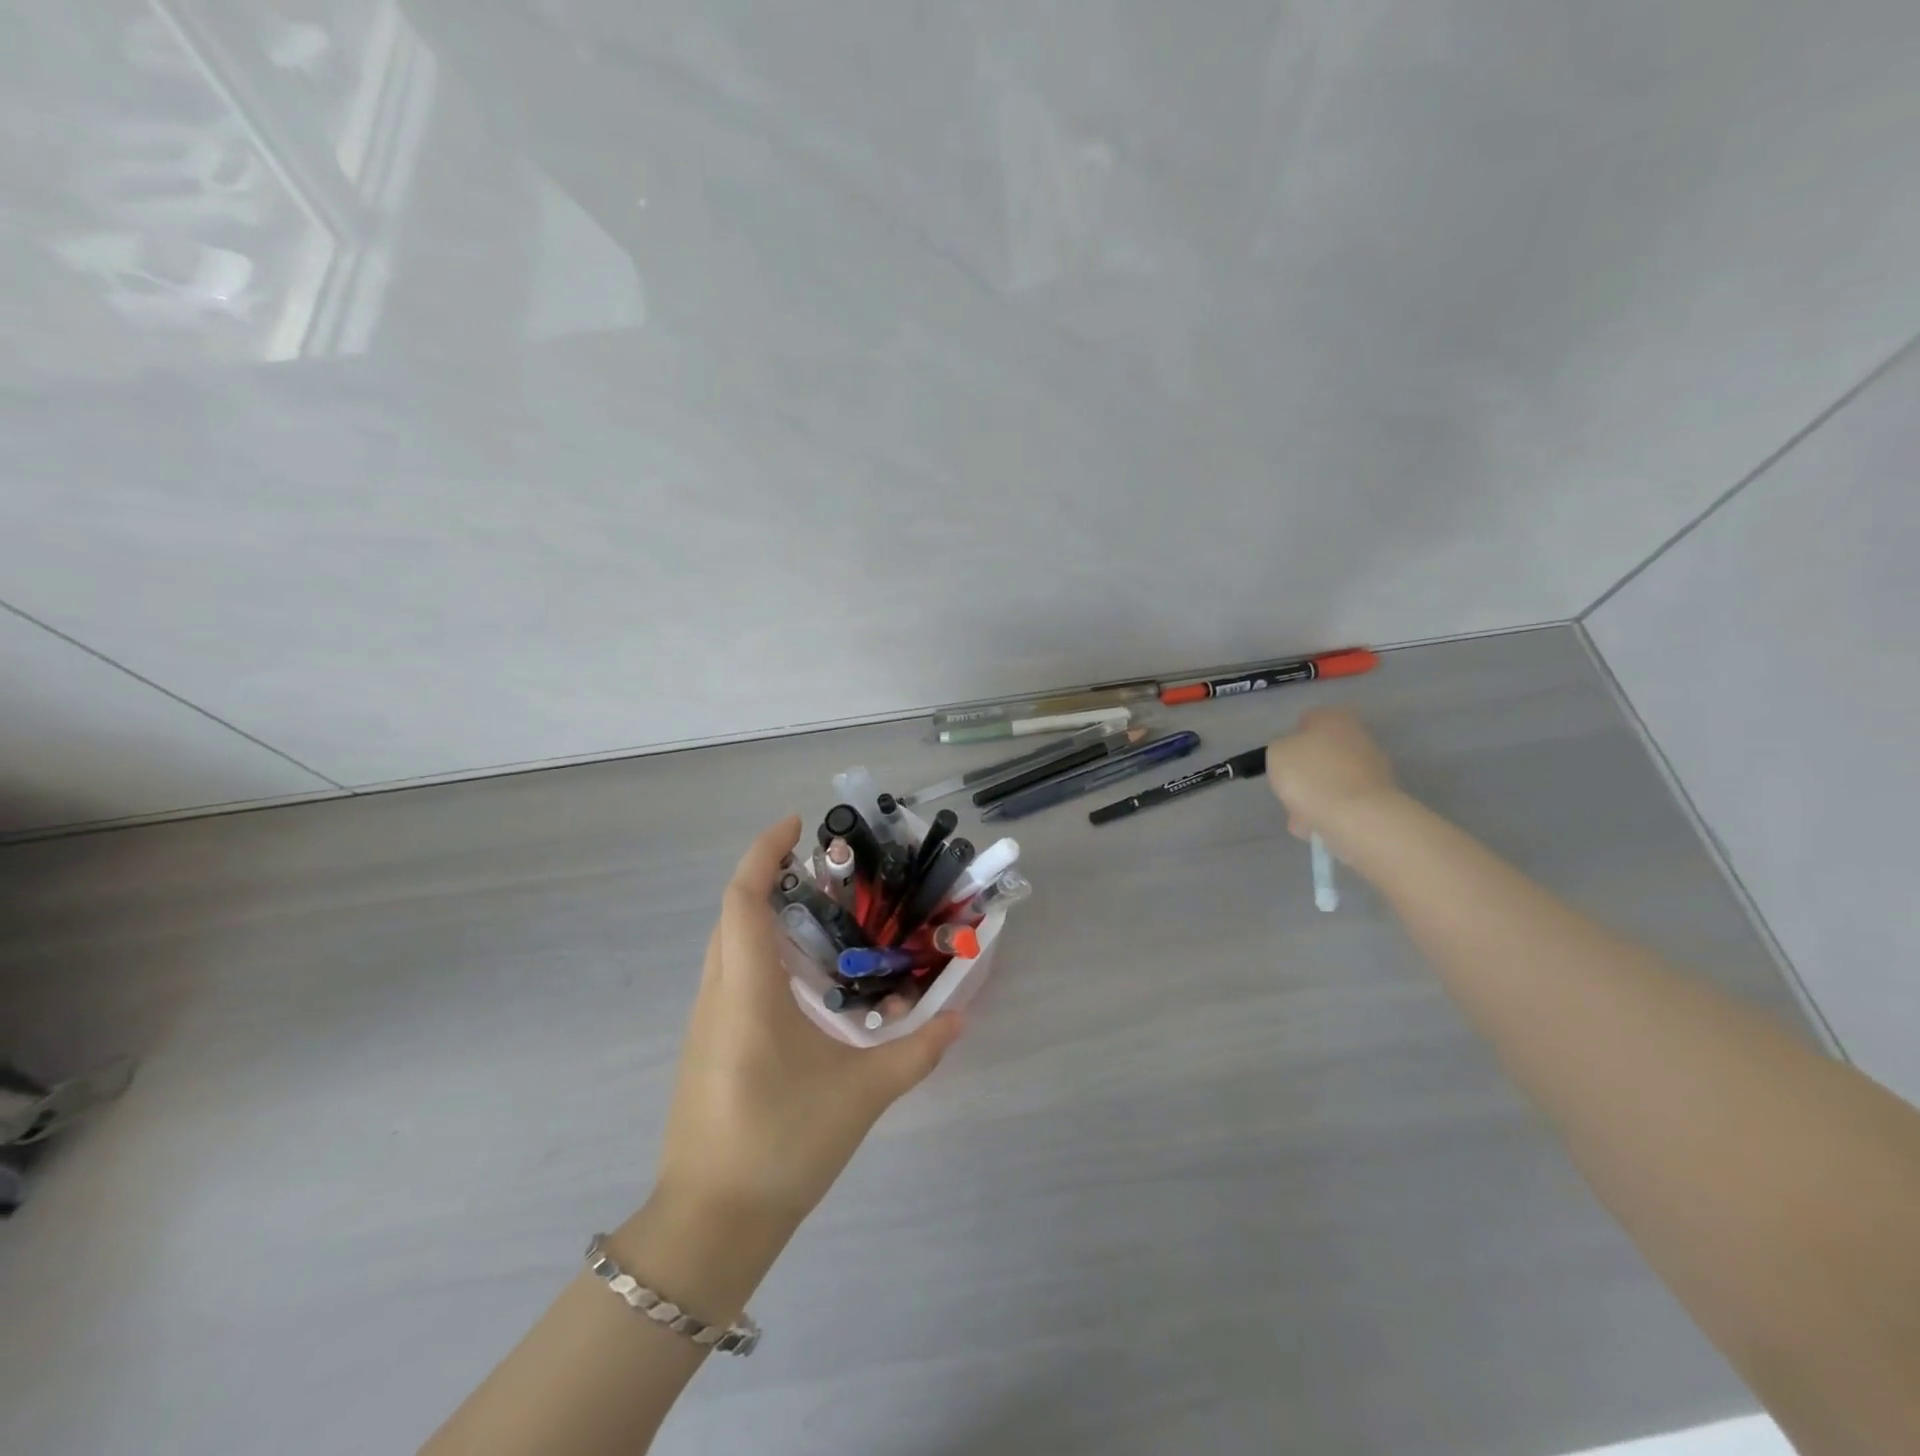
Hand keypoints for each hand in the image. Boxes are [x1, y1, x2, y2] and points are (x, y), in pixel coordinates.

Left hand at [654, 817, 964, 1232]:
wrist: (710, 1226)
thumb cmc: (782, 1147)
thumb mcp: (862, 1095)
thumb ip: (917, 1052)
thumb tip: (962, 1016)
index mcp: (747, 993)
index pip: (742, 900)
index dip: (763, 852)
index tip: (796, 824)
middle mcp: (717, 996)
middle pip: (731, 914)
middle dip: (766, 875)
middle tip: (820, 866)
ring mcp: (704, 1022)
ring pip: (726, 945)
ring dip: (760, 913)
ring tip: (816, 911)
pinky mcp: (705, 1046)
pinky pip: (727, 975)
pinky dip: (757, 950)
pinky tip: (798, 976)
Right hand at [1265, 708, 1399, 846]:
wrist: (1357, 818)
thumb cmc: (1312, 776)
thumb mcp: (1276, 754)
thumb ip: (1281, 750)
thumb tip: (1294, 759)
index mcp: (1335, 718)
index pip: (1307, 720)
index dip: (1291, 740)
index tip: (1282, 761)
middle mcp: (1359, 736)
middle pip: (1321, 753)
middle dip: (1306, 771)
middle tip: (1290, 788)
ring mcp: (1374, 768)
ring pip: (1331, 780)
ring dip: (1316, 795)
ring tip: (1300, 816)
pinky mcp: (1379, 797)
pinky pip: (1344, 802)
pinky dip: (1330, 812)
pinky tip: (1317, 825)